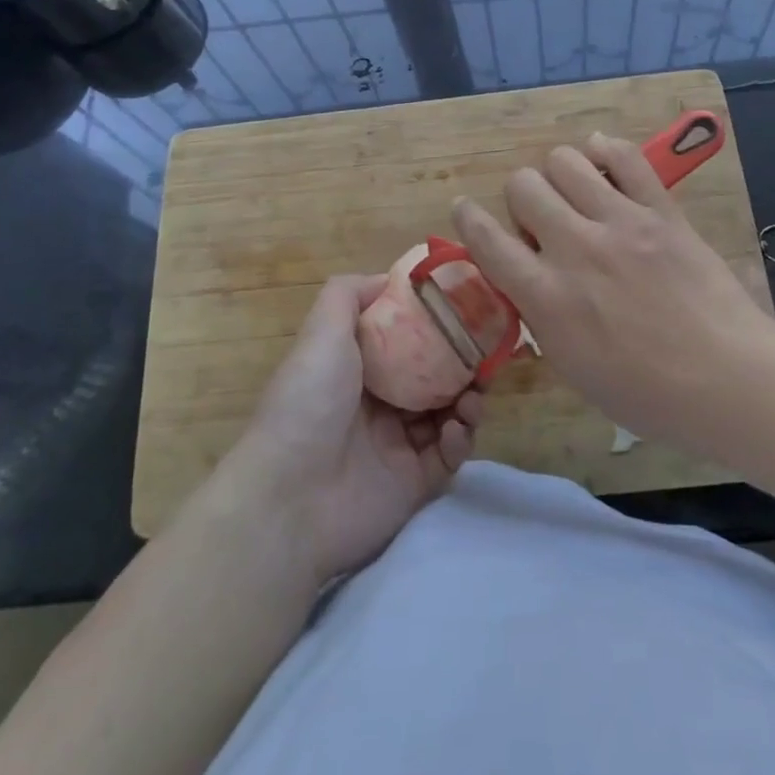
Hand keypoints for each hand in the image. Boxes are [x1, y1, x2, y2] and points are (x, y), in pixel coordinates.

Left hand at [234, 274, 484, 581]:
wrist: (289, 497)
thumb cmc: (309, 402)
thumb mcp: (322, 331)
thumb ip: (349, 294)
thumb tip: (387, 278)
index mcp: (358, 369)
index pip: (407, 342)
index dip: (437, 327)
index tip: (467, 312)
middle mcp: (379, 404)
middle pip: (435, 377)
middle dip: (463, 365)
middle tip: (486, 357)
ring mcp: (398, 445)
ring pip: (449, 414)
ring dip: (468, 400)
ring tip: (474, 395)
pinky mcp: (414, 483)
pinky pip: (449, 456)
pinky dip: (460, 439)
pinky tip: (455, 430)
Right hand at [451, 133, 774, 451]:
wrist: (727, 380)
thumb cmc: (647, 394)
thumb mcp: (573, 369)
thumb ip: (541, 317)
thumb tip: (529, 279)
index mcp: (546, 297)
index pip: (486, 239)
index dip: (468, 218)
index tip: (465, 210)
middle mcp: (575, 249)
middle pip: (523, 185)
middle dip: (522, 197)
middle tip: (541, 219)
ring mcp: (620, 223)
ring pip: (565, 161)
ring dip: (559, 173)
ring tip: (574, 192)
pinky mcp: (661, 211)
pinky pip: (624, 158)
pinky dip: (605, 151)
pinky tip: (602, 160)